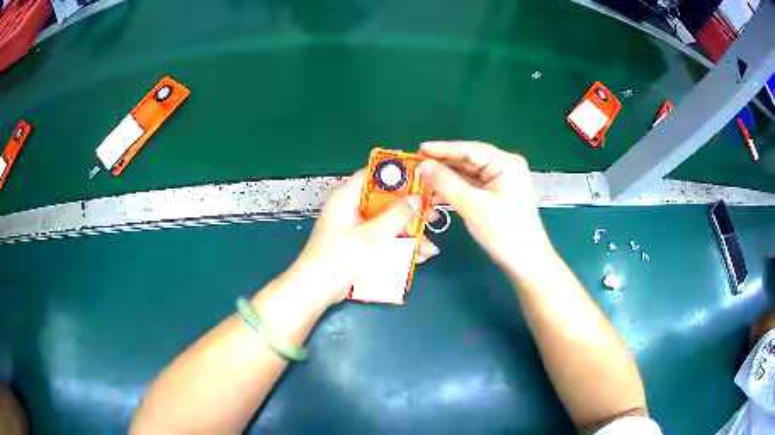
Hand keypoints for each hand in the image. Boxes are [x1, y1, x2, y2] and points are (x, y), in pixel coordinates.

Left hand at [283, 169, 439, 309]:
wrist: (316, 290)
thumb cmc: (340, 257)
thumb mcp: (373, 235)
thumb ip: (397, 215)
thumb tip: (417, 197)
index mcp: (348, 196)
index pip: (375, 174)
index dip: (400, 175)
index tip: (424, 181)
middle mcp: (351, 208)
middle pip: (386, 200)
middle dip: (411, 210)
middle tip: (433, 215)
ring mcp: (355, 228)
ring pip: (387, 222)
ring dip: (409, 233)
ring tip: (430, 244)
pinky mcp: (358, 246)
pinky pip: (382, 239)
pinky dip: (398, 246)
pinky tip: (418, 257)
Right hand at [419, 141, 553, 274]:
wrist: (525, 261)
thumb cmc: (504, 231)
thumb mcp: (472, 205)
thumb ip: (446, 183)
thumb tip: (424, 166)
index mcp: (506, 163)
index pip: (470, 149)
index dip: (443, 149)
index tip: (419, 149)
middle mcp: (505, 167)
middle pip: (469, 161)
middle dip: (443, 165)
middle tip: (417, 166)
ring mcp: (502, 182)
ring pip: (469, 175)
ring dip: (447, 179)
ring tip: (423, 181)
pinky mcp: (497, 196)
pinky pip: (472, 187)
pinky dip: (456, 190)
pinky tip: (437, 194)